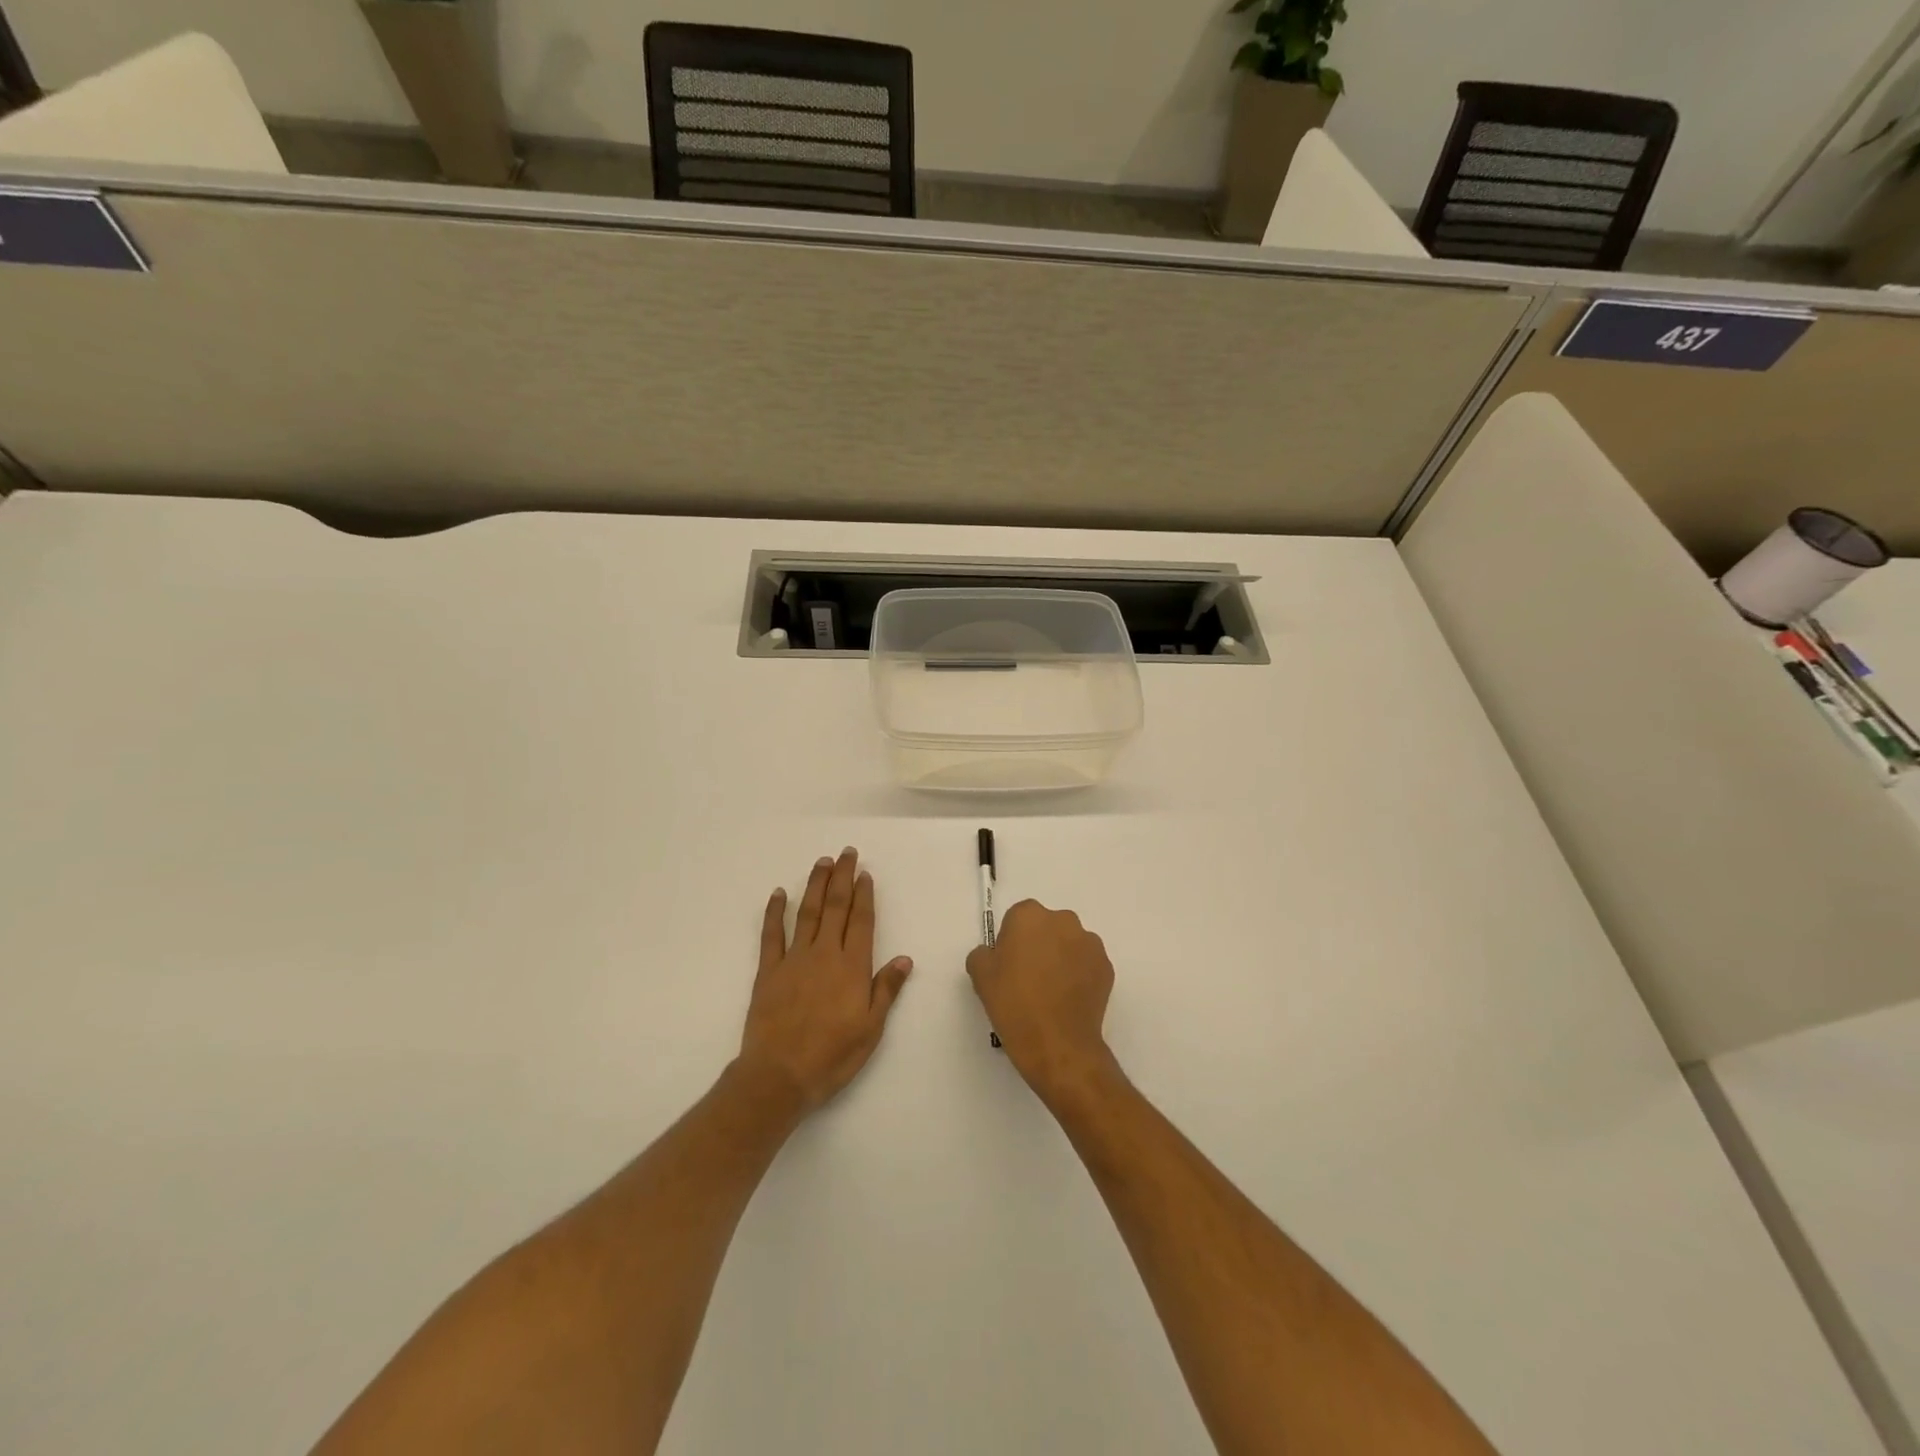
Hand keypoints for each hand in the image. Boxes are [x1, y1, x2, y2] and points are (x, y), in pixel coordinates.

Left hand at [739, 848, 912, 1111]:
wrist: (779, 1076)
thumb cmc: (832, 1056)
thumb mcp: (871, 1029)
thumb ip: (886, 990)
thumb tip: (905, 959)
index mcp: (852, 967)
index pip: (861, 921)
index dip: (864, 895)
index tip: (865, 873)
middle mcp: (825, 954)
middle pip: (835, 907)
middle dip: (842, 877)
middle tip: (846, 853)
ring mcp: (794, 959)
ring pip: (806, 913)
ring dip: (814, 885)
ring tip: (821, 862)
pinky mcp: (768, 971)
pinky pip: (771, 935)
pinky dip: (774, 912)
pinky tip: (778, 893)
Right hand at [966, 901, 1116, 1104]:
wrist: (1057, 1044)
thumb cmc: (1014, 1005)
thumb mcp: (980, 976)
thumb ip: (983, 953)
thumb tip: (995, 953)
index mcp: (1029, 916)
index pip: (1017, 918)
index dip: (1011, 941)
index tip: (1008, 966)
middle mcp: (1063, 920)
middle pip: (1046, 927)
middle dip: (1039, 945)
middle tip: (1028, 979)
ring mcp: (1089, 943)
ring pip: (1069, 944)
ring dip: (1061, 958)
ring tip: (1051, 992)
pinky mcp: (1106, 966)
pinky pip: (1087, 964)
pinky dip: (1079, 975)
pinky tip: (1068, 1000)